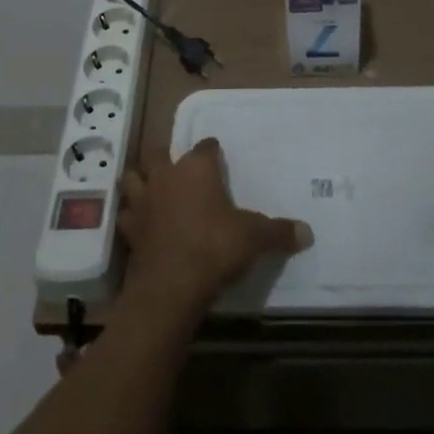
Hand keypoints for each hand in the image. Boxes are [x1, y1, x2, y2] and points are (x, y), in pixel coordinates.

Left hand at [118, 139, 311, 312]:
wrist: (171, 286)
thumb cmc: (214, 247)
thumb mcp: (254, 238)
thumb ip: (278, 232)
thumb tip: (307, 232)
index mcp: (196, 168)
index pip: (205, 146)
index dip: (212, 151)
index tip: (218, 159)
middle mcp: (166, 176)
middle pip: (158, 152)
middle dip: (166, 158)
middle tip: (180, 172)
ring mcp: (143, 201)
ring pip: (134, 178)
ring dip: (141, 181)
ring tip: (153, 191)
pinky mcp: (129, 229)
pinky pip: (126, 214)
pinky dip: (132, 216)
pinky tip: (142, 225)